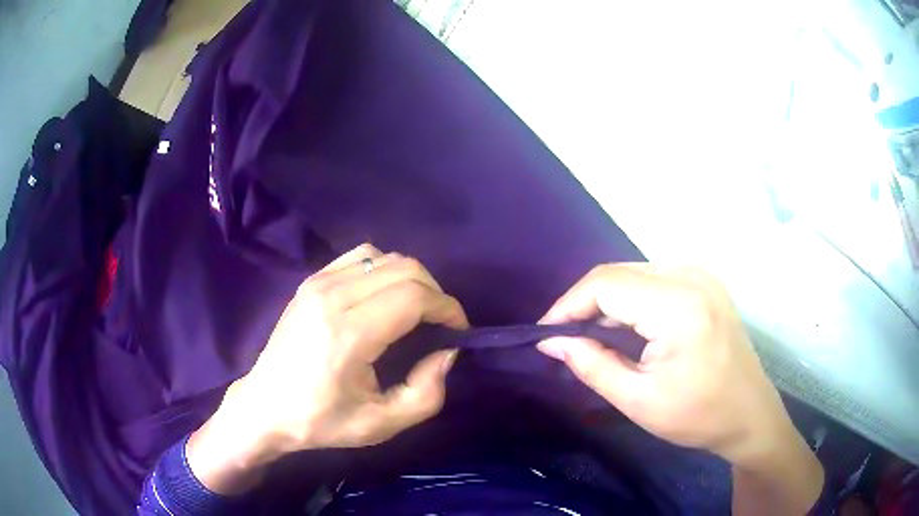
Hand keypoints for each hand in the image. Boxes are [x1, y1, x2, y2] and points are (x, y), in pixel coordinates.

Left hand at [187, 244, 466, 493]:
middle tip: (442, 324)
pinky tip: (383, 297)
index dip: (448, 308)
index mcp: (348, 333)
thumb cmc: (320, 421)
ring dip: (411, 279)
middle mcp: (332, 296)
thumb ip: (426, 393)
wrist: (265, 407)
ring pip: (384, 257)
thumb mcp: (381, 425)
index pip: (414, 296)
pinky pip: (360, 257)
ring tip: (417, 310)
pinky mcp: (311, 281)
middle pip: (404, 268)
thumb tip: (447, 352)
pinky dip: (383, 270)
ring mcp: (317, 283)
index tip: (458, 331)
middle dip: (435, 292)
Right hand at [538, 264, 822, 514]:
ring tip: (587, 333)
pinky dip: (630, 298)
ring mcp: (701, 275)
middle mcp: (691, 276)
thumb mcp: (638, 400)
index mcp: (678, 305)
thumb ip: (591, 365)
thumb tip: (551, 341)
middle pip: (619, 273)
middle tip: (563, 337)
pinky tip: (623, 325)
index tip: (545, 334)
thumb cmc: (698, 415)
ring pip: (634, 272)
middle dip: (584, 302)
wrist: (749, 414)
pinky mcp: (705, 283)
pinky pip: (654, 278)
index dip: (568, 305)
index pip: (606, 284)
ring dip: (606, 300)